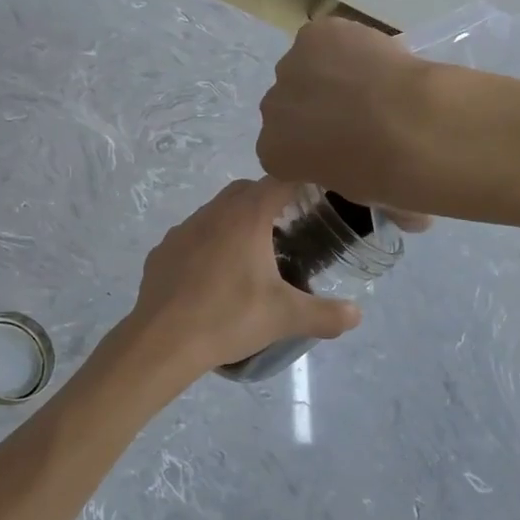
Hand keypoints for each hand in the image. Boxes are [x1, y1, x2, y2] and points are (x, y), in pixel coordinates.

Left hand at [125, 179, 361, 374]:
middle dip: (267, 200)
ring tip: (251, 254)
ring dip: (234, 222)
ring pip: (214, 212)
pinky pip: (191, 237)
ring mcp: (182, 230)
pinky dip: (206, 245)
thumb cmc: (229, 318)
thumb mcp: (285, 317)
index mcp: (245, 217)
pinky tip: (213, 275)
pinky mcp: (162, 251)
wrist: (164, 339)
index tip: (315, 198)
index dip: (299, 183)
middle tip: (287, 228)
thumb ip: (326, 314)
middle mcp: (212, 213)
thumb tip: (357, 314)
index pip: (279, 181)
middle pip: (245, 191)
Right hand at [257, 19, 436, 220]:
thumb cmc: (388, 175)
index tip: (343, 147)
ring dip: (330, 74)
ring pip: (306, 68)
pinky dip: (348, 44)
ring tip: (373, 83)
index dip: (313, 146)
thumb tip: (405, 215)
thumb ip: (368, 191)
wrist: (412, 126)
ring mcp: (289, 67)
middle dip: (315, 109)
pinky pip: (327, 39)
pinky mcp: (313, 36)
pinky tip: (376, 57)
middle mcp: (270, 109)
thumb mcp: (371, 198)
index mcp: (273, 154)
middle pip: (288, 106)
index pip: (284, 149)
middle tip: (361, 116)